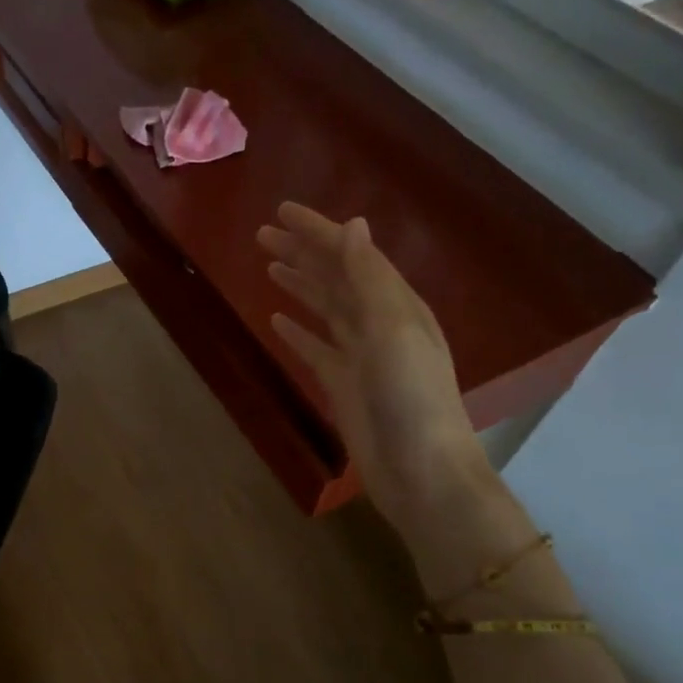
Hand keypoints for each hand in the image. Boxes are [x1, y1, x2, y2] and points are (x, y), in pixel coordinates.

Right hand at [258, 202, 486, 527]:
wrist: (421, 470)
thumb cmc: (410, 396)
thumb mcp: (392, 329)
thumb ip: (369, 278)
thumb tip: (353, 226)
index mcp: (395, 303)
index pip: (351, 254)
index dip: (317, 231)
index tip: (280, 212)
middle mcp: (378, 323)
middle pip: (334, 277)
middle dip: (302, 253)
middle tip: (261, 235)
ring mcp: (360, 355)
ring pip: (324, 309)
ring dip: (299, 285)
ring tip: (268, 267)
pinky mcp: (343, 385)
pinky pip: (315, 348)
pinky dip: (298, 331)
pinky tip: (277, 320)